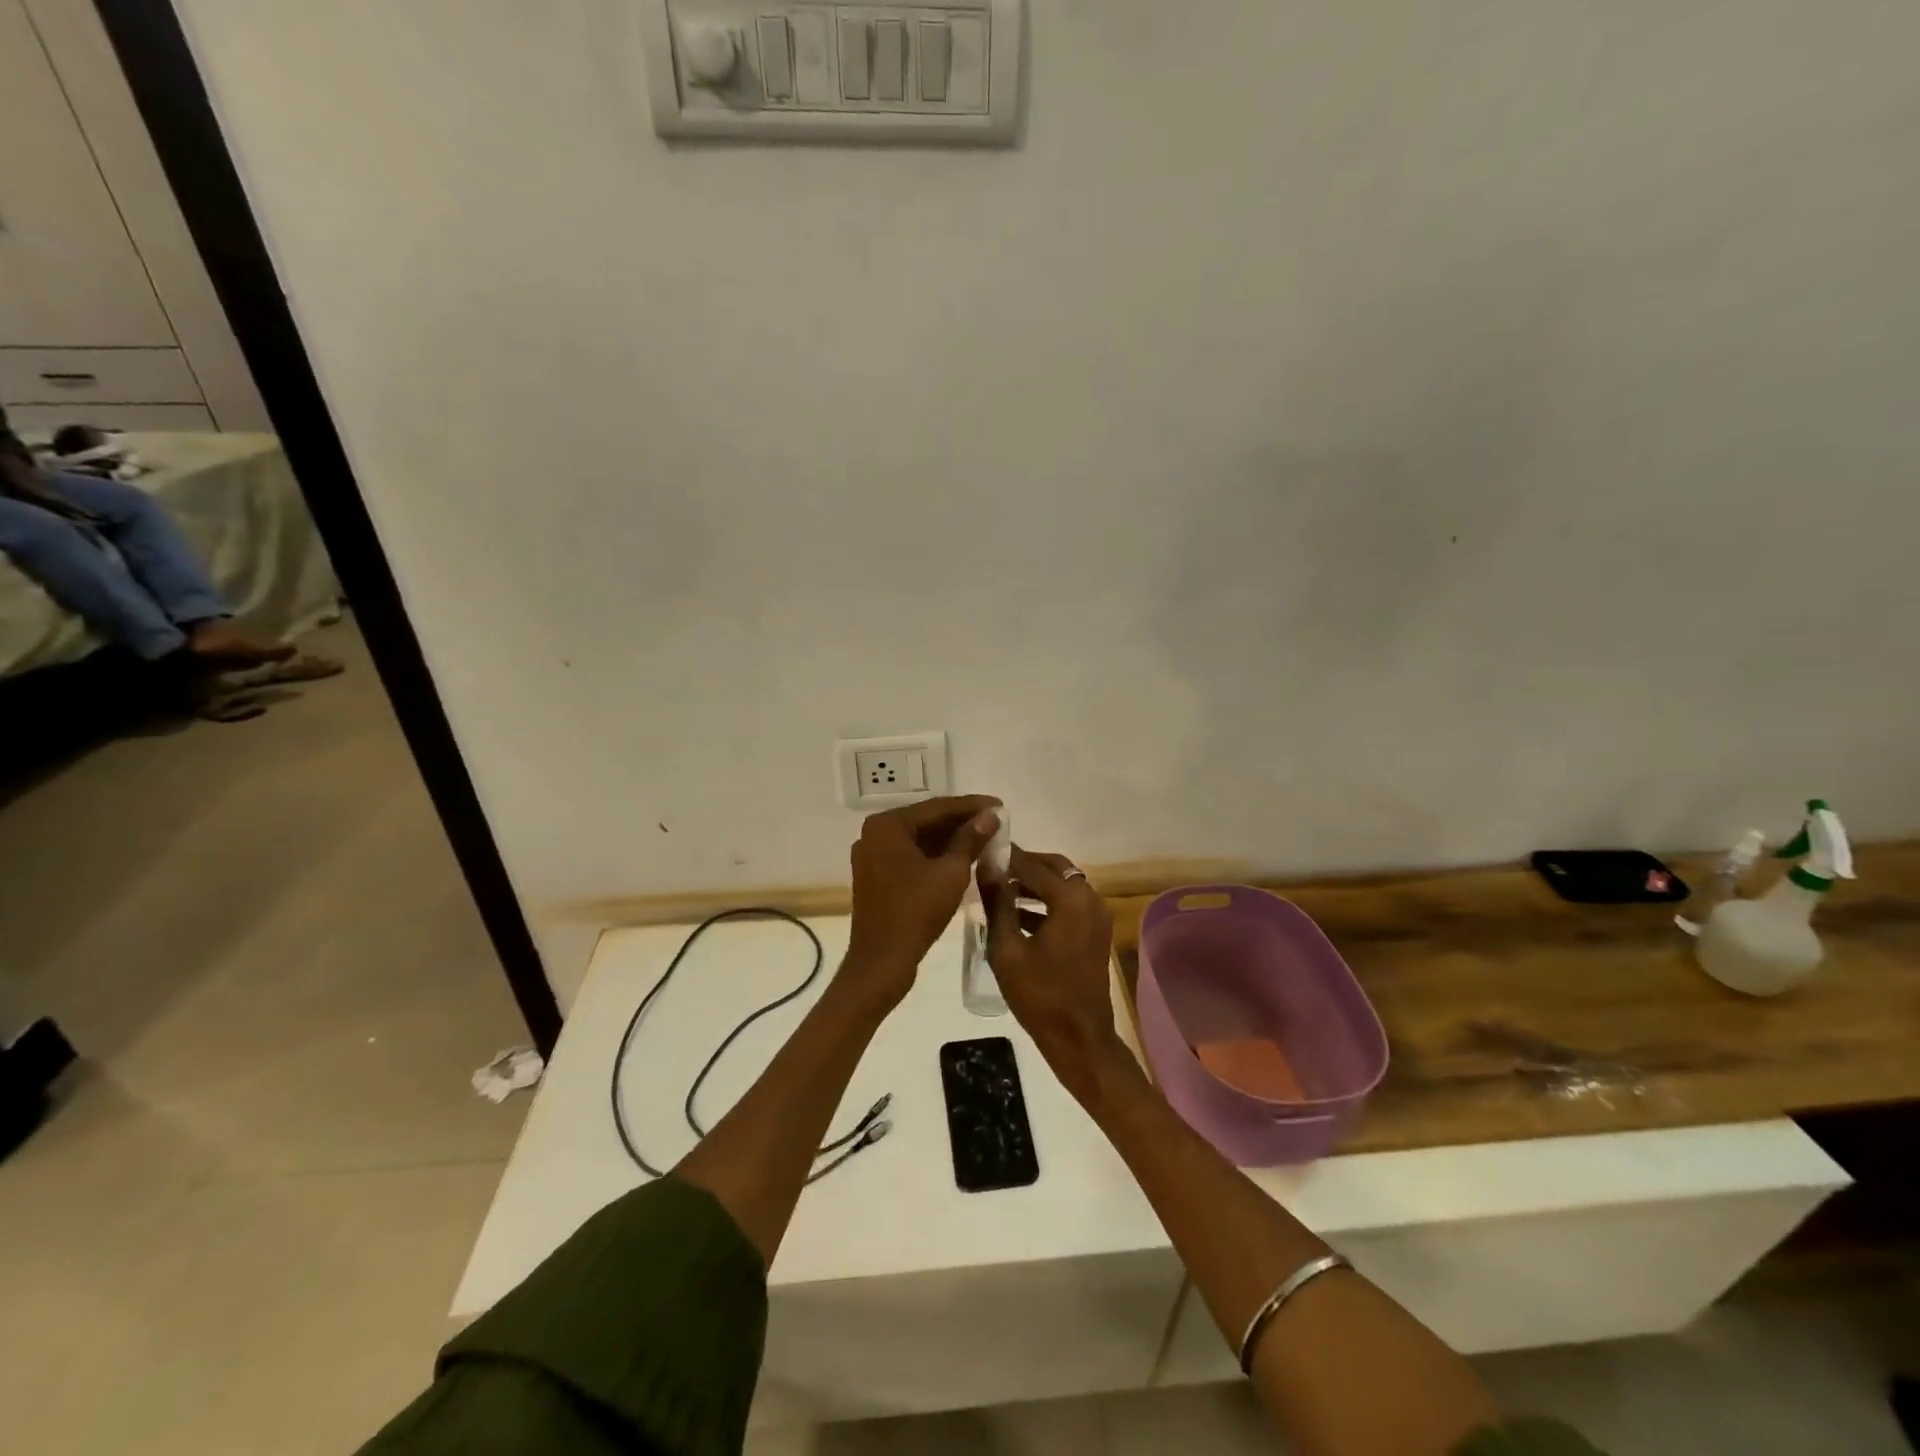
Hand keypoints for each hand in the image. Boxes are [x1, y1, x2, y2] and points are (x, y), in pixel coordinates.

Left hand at [844, 795, 1002, 1007]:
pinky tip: (963, 858)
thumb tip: (991, 815)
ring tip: (986, 838)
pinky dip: (936, 856)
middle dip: (962, 822)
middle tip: (996, 822)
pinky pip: (911, 856)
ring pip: (920, 840)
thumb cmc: (916, 912)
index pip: (937, 807)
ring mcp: (873, 856)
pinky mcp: (877, 876)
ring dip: (951, 839)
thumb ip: (971, 839)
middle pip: (927, 821)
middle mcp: (875, 834)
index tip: (1001, 805)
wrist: (882, 962)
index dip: (972, 806)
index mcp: (887, 826)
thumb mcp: (951, 872)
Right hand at [979, 846, 1122, 1091]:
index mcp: (1070, 899)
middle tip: (992, 868)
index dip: (1006, 856)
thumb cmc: (1039, 995)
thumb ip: (997, 903)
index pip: (1031, 864)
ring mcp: (1097, 915)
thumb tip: (986, 867)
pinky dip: (1047, 901)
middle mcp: (1089, 898)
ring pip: (1063, 884)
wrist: (1079, 1038)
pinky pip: (1069, 902)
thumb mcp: (1006, 948)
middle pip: (1053, 867)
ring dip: (1034, 883)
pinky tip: (1017, 913)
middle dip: (1023, 865)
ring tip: (999, 889)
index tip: (982, 849)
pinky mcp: (1096, 931)